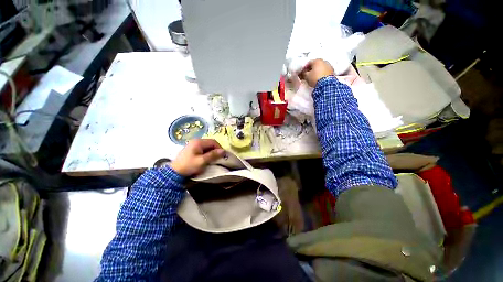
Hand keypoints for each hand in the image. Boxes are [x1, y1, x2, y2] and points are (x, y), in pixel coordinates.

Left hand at [170, 139, 224, 176]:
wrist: (174, 173)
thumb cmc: (189, 166)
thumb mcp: (202, 161)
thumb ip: (213, 155)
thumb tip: (223, 151)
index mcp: (198, 142)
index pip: (213, 142)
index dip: (219, 148)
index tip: (222, 155)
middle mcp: (196, 141)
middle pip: (210, 143)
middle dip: (215, 150)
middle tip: (218, 158)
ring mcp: (193, 145)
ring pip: (206, 146)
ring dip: (211, 152)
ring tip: (212, 159)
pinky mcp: (191, 149)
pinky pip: (202, 149)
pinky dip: (206, 153)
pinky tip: (206, 159)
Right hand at [298, 59, 333, 87]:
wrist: (326, 84)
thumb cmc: (315, 78)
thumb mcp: (306, 76)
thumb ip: (303, 73)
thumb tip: (302, 73)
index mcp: (317, 60)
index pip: (308, 63)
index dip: (304, 68)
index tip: (303, 73)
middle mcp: (324, 61)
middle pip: (315, 64)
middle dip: (311, 69)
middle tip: (308, 75)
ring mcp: (329, 66)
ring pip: (321, 67)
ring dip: (317, 71)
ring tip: (314, 77)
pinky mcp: (332, 71)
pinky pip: (325, 71)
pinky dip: (322, 73)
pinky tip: (319, 78)